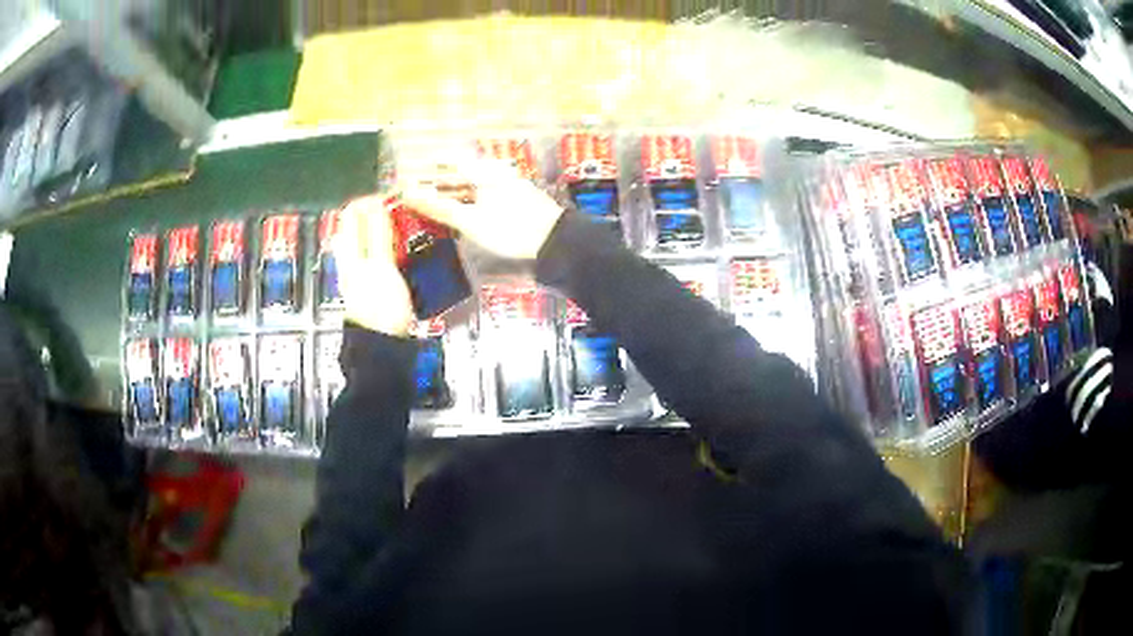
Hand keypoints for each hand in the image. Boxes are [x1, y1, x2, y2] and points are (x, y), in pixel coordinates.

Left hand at [335, 195, 413, 336]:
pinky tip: (408, 247)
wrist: (382, 347)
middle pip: (362, 223)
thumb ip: (378, 234)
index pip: (353, 212)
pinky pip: (382, 253)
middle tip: (405, 209)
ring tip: (410, 225)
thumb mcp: (381, 266)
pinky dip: (393, 244)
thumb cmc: (380, 308)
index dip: (371, 199)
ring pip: (372, 237)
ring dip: (389, 228)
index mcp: (348, 251)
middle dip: (382, 212)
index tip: (394, 197)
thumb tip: (377, 202)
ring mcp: (362, 270)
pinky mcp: (374, 281)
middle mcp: (351, 257)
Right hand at [400, 160, 565, 259]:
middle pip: (459, 174)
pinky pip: (481, 197)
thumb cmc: (511, 229)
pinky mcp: (513, 202)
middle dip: (436, 184)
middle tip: (414, 195)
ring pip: (471, 187)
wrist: (555, 243)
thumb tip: (408, 195)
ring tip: (430, 208)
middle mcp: (495, 174)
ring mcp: (506, 188)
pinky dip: (465, 204)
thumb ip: (438, 207)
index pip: (449, 161)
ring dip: (450, 196)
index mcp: (484, 172)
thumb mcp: (470, 220)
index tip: (408, 176)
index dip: (427, 167)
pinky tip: (457, 216)